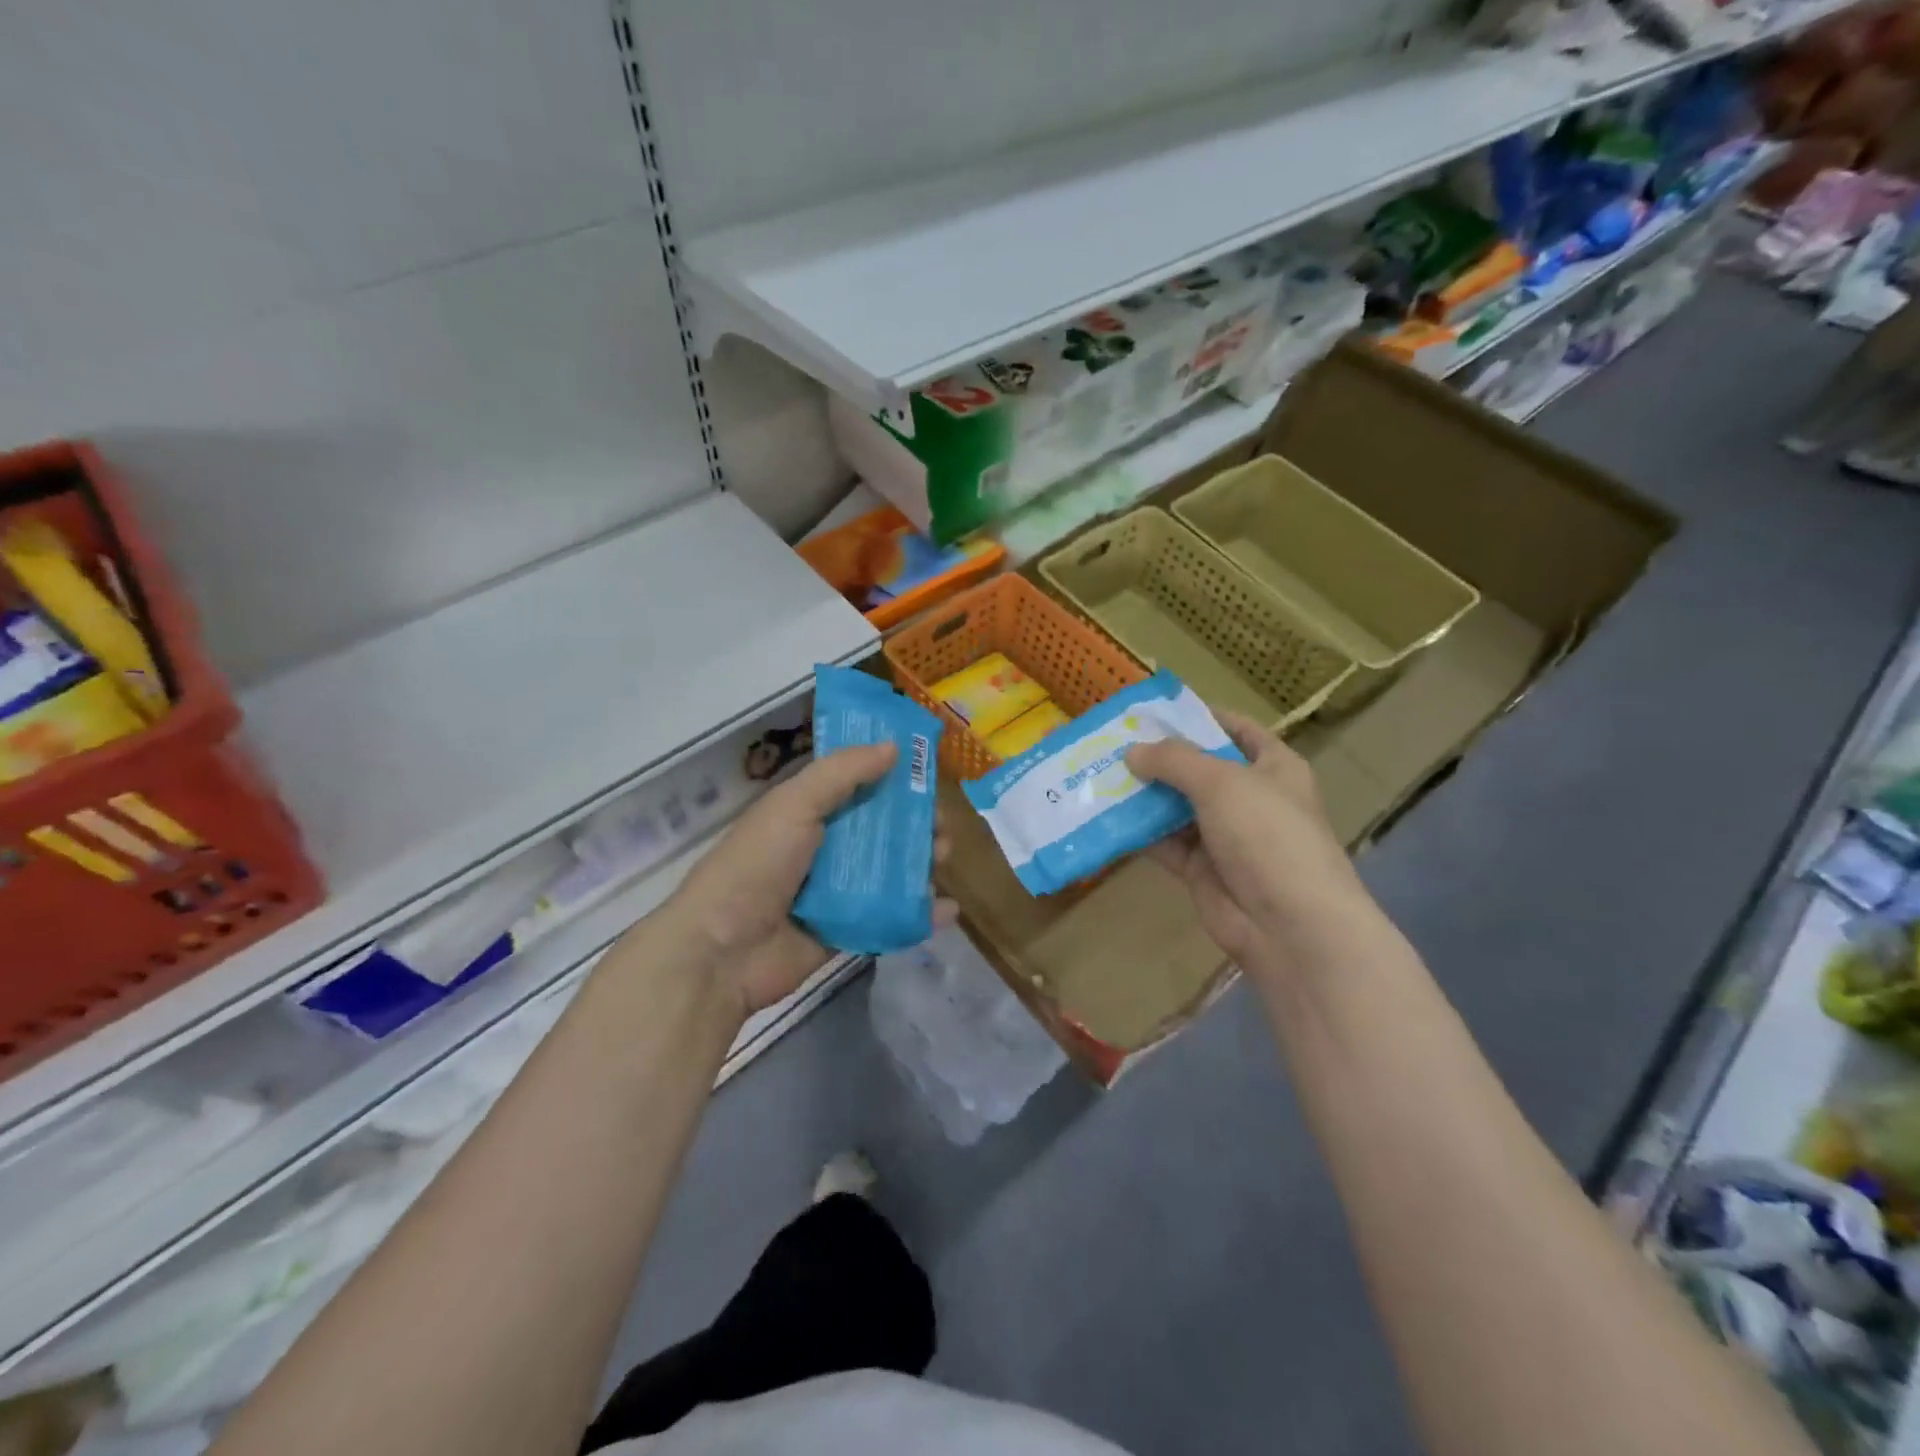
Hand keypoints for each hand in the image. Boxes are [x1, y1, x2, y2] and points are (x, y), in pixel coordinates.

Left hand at [663, 742, 952, 1016]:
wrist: (722, 951)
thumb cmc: (757, 865)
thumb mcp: (795, 804)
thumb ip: (844, 772)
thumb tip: (894, 746)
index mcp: (808, 811)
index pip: (858, 786)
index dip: (893, 778)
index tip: (928, 775)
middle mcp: (825, 848)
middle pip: (881, 830)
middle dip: (915, 825)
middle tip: (941, 826)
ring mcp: (837, 892)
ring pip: (890, 872)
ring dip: (921, 864)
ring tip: (942, 859)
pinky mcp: (847, 931)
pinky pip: (890, 918)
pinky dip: (920, 915)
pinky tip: (948, 910)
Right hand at [1126, 712, 1382, 986]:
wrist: (1289, 926)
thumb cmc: (1267, 835)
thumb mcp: (1221, 782)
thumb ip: (1174, 761)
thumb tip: (1131, 752)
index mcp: (1273, 767)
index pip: (1235, 729)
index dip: (1198, 717)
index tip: (1153, 712)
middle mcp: (1250, 798)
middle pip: (1199, 768)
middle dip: (1158, 757)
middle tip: (1110, 743)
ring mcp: (1225, 835)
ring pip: (1177, 806)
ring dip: (1143, 794)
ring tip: (1099, 775)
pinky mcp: (1202, 869)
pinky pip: (1165, 843)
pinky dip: (1139, 832)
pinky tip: (1105, 817)